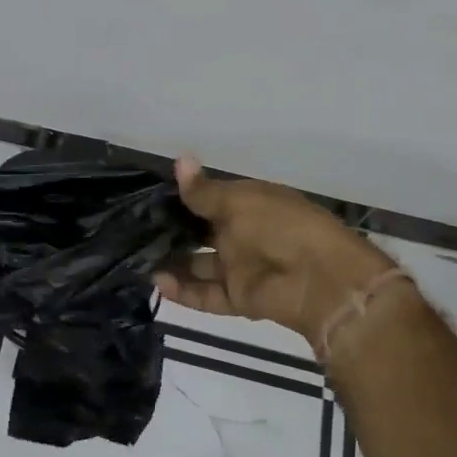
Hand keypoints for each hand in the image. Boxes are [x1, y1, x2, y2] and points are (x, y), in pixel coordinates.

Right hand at [154, 156, 395, 351]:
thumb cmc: (279, 225)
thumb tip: (179, 158)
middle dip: (173, 233)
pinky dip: (183, 291)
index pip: (212, 199)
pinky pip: (206, 294)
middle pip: (202, 233)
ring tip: (139, 259)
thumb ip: (203, 191)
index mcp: (250, 204)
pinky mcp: (240, 297)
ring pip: (200, 265)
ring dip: (173, 263)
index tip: (150, 198)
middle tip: (136, 232)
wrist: (320, 279)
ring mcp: (241, 267)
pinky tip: (157, 281)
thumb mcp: (238, 201)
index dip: (184, 198)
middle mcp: (244, 234)